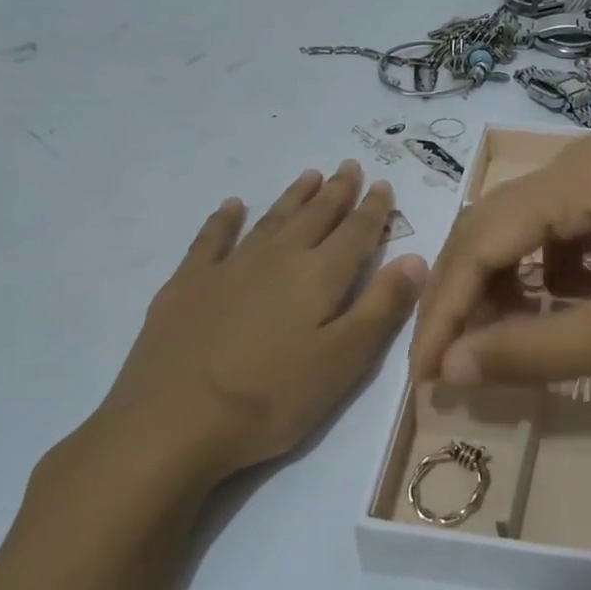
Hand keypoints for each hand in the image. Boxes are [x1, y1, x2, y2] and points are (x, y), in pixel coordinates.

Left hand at [59, 161, 426, 507]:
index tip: (382, 183)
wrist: (173, 423)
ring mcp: (228, 267)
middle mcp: (278, 258)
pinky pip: (211, 238)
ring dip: (293, 196)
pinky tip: (232, 207)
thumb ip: (382, 306)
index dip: (373, 209)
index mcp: (319, 277)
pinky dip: (225, 219)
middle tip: (349, 166)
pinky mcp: (187, 284)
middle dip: (337, 192)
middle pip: (315, 216)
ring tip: (310, 175)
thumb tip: (418, 258)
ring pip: (271, 220)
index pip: (356, 233)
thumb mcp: (344, 361)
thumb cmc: (272, 398)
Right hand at [411, 134, 590, 396]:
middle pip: (498, 229)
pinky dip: (548, 281)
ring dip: (505, 289)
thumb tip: (451, 370)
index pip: (483, 239)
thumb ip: (533, 351)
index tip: (424, 373)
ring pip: (529, 234)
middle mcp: (587, 162)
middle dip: (468, 298)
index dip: (446, 309)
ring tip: (500, 344)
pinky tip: (558, 313)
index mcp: (581, 174)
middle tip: (452, 364)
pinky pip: (567, 240)